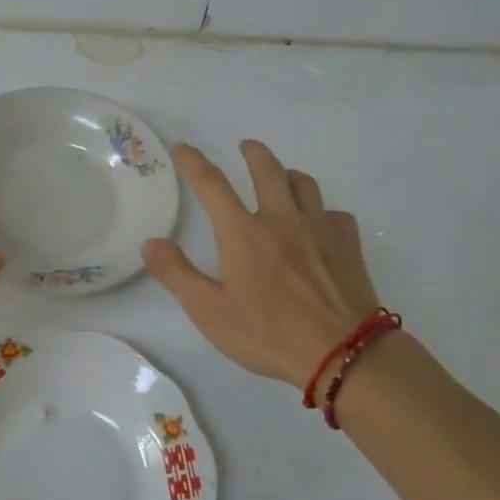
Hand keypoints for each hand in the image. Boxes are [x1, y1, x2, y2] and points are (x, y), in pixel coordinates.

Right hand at [143, 140, 378, 388]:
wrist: (343, 353)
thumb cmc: (269, 334)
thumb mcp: (209, 311)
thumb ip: (177, 274)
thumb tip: (150, 242)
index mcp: (243, 232)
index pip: (212, 184)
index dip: (194, 162)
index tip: (183, 147)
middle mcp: (281, 219)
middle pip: (268, 170)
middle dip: (254, 153)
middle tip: (246, 146)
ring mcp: (319, 230)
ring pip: (305, 185)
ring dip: (289, 175)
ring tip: (283, 178)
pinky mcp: (348, 246)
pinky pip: (336, 215)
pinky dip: (324, 212)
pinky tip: (321, 225)